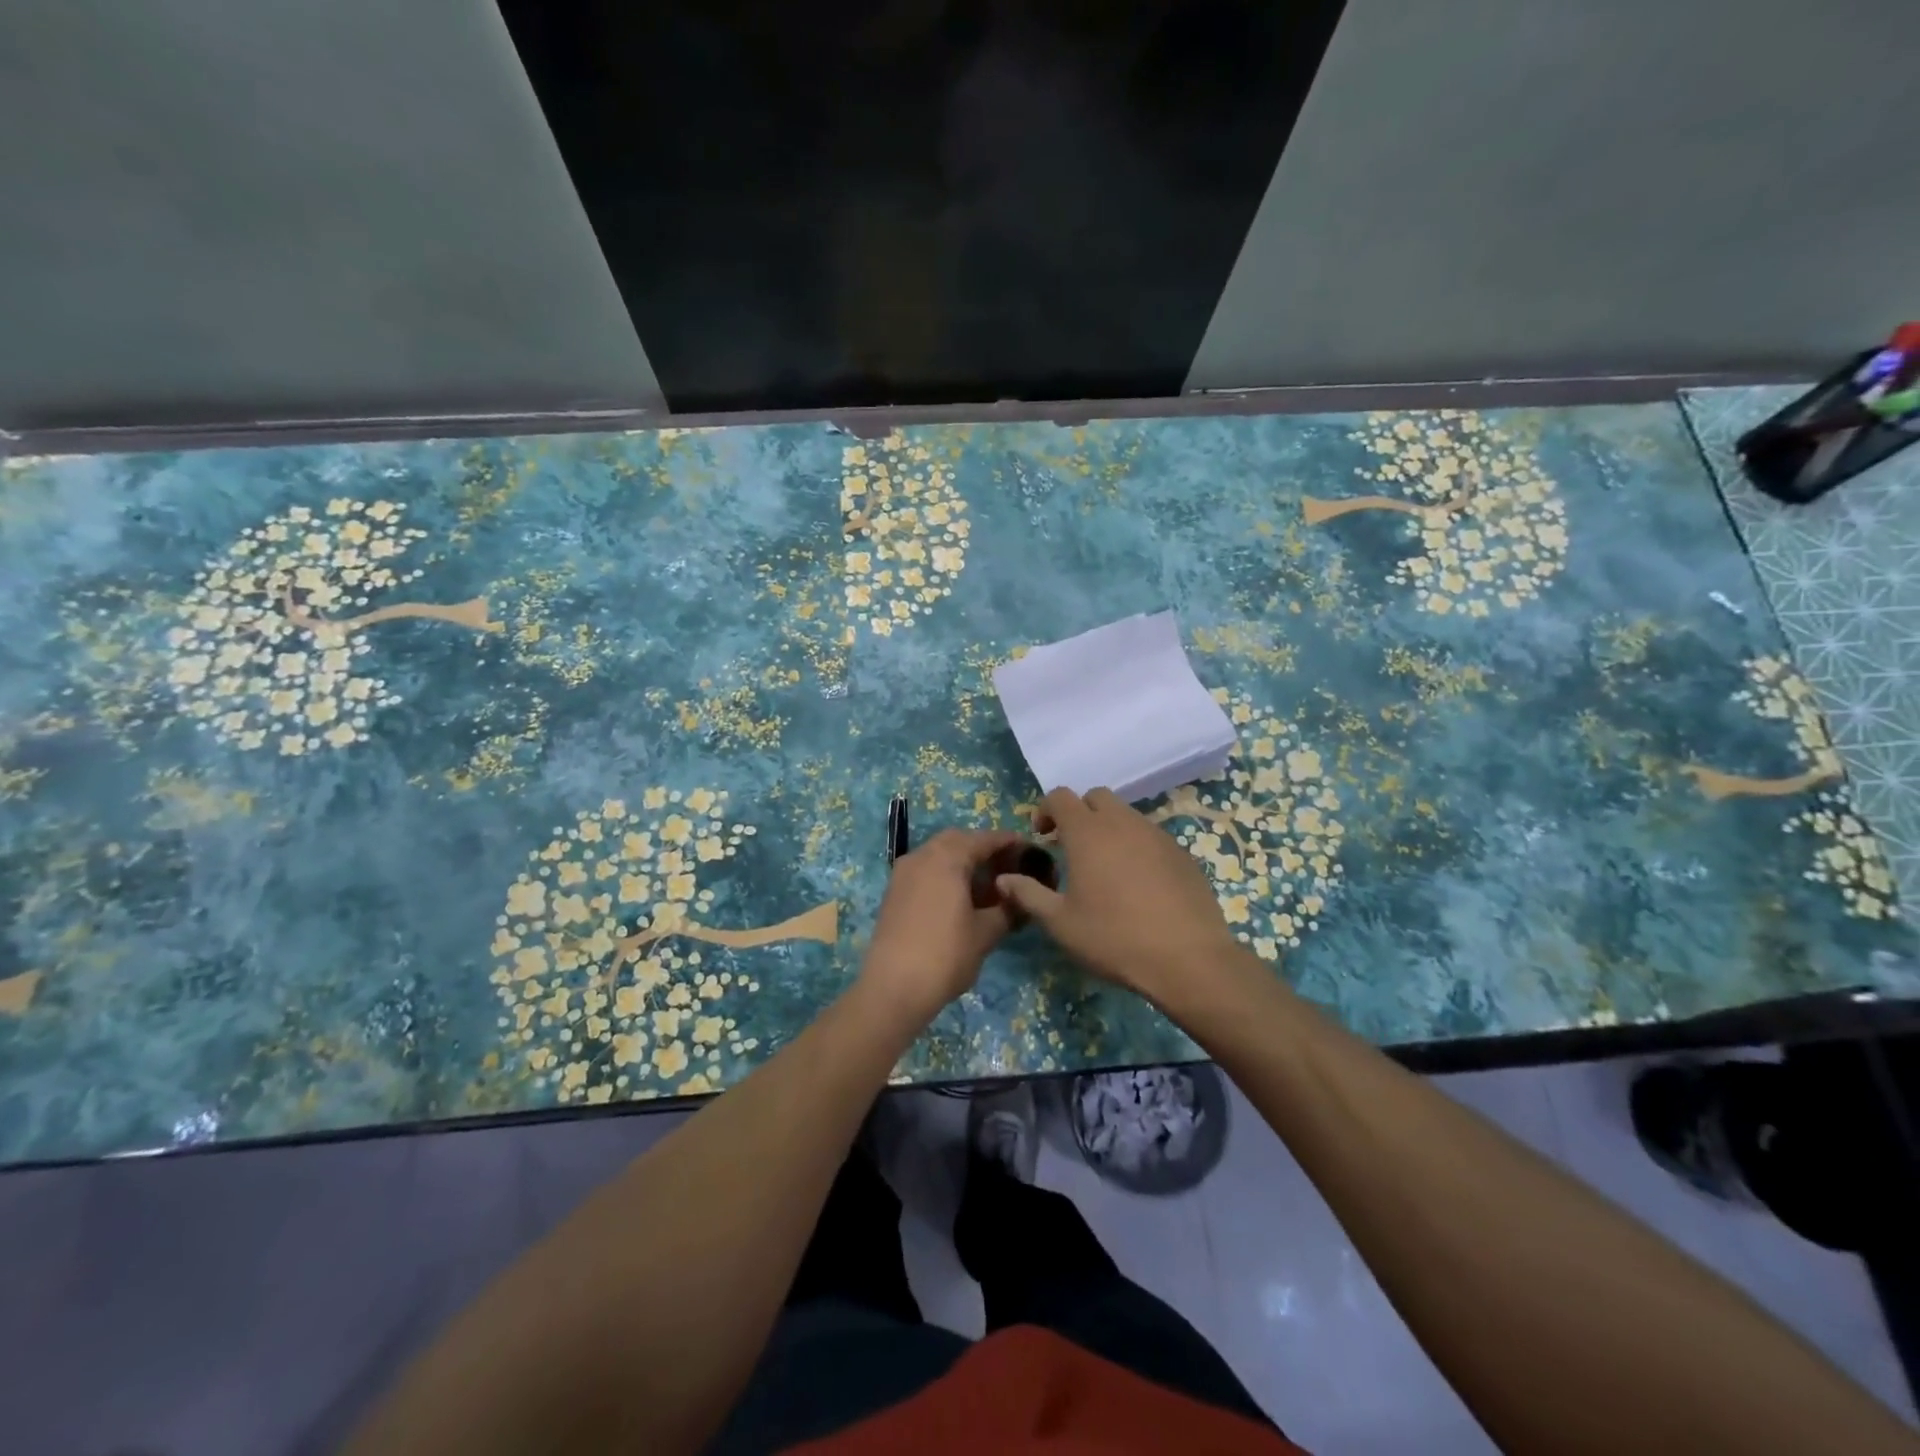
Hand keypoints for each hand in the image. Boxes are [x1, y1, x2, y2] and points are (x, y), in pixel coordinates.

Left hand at [860, 828, 1026, 1024]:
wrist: (892, 988)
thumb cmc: (945, 955)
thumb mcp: (985, 933)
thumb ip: (1006, 909)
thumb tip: (1020, 898)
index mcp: (946, 858)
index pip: (983, 839)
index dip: (1008, 842)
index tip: (1028, 849)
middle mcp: (921, 856)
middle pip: (957, 841)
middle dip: (983, 849)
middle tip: (1006, 868)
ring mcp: (903, 874)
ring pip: (938, 855)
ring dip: (962, 862)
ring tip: (987, 887)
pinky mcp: (894, 893)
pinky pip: (925, 871)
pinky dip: (945, 875)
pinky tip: (960, 899)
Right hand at [996, 787, 1248, 1008]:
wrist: (1187, 959)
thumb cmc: (1114, 938)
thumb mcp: (1060, 923)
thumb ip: (1028, 895)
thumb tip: (1003, 879)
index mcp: (1088, 832)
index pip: (1060, 797)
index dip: (1045, 810)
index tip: (1042, 837)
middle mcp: (1123, 823)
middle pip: (1096, 797)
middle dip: (1079, 813)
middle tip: (1071, 847)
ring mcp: (1157, 835)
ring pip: (1126, 815)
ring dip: (1109, 829)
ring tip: (1104, 868)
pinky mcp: (1182, 853)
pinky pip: (1151, 836)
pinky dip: (1136, 847)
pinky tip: (1138, 884)